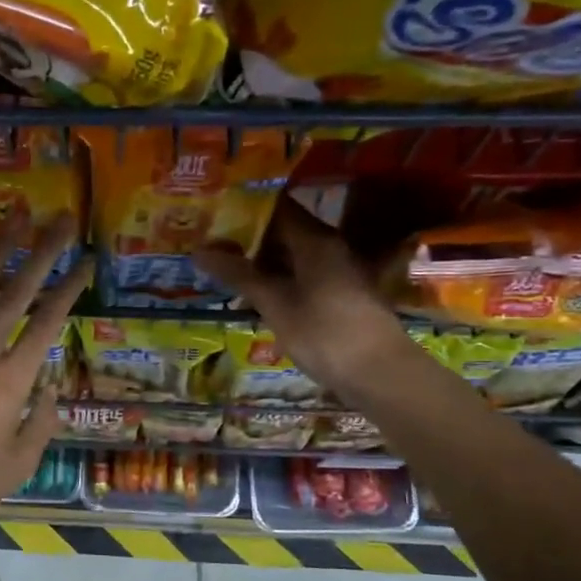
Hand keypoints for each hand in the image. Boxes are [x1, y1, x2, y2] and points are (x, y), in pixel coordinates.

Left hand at [0, 215, 90, 526]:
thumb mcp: (22, 461)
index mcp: (13, 380)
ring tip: (16, 220)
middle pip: (17, 291)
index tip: (85, 260)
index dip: (69, 286)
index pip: (47, 321)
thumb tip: (50, 388)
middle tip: (59, 219)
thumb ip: (42, 420)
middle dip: (42, 251)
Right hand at [196, 198, 409, 394]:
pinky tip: (254, 293)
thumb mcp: (275, 304)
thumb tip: (200, 250)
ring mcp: (337, 272)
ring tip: (223, 266)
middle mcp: (329, 248)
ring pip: (292, 255)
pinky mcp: (339, 296)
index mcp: (315, 241)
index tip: (215, 210)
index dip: (246, 206)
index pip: (277, 207)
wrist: (381, 374)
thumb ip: (239, 275)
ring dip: (260, 260)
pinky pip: (301, 276)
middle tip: (210, 240)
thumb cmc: (325, 333)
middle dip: (248, 235)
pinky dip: (277, 279)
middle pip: (285, 230)